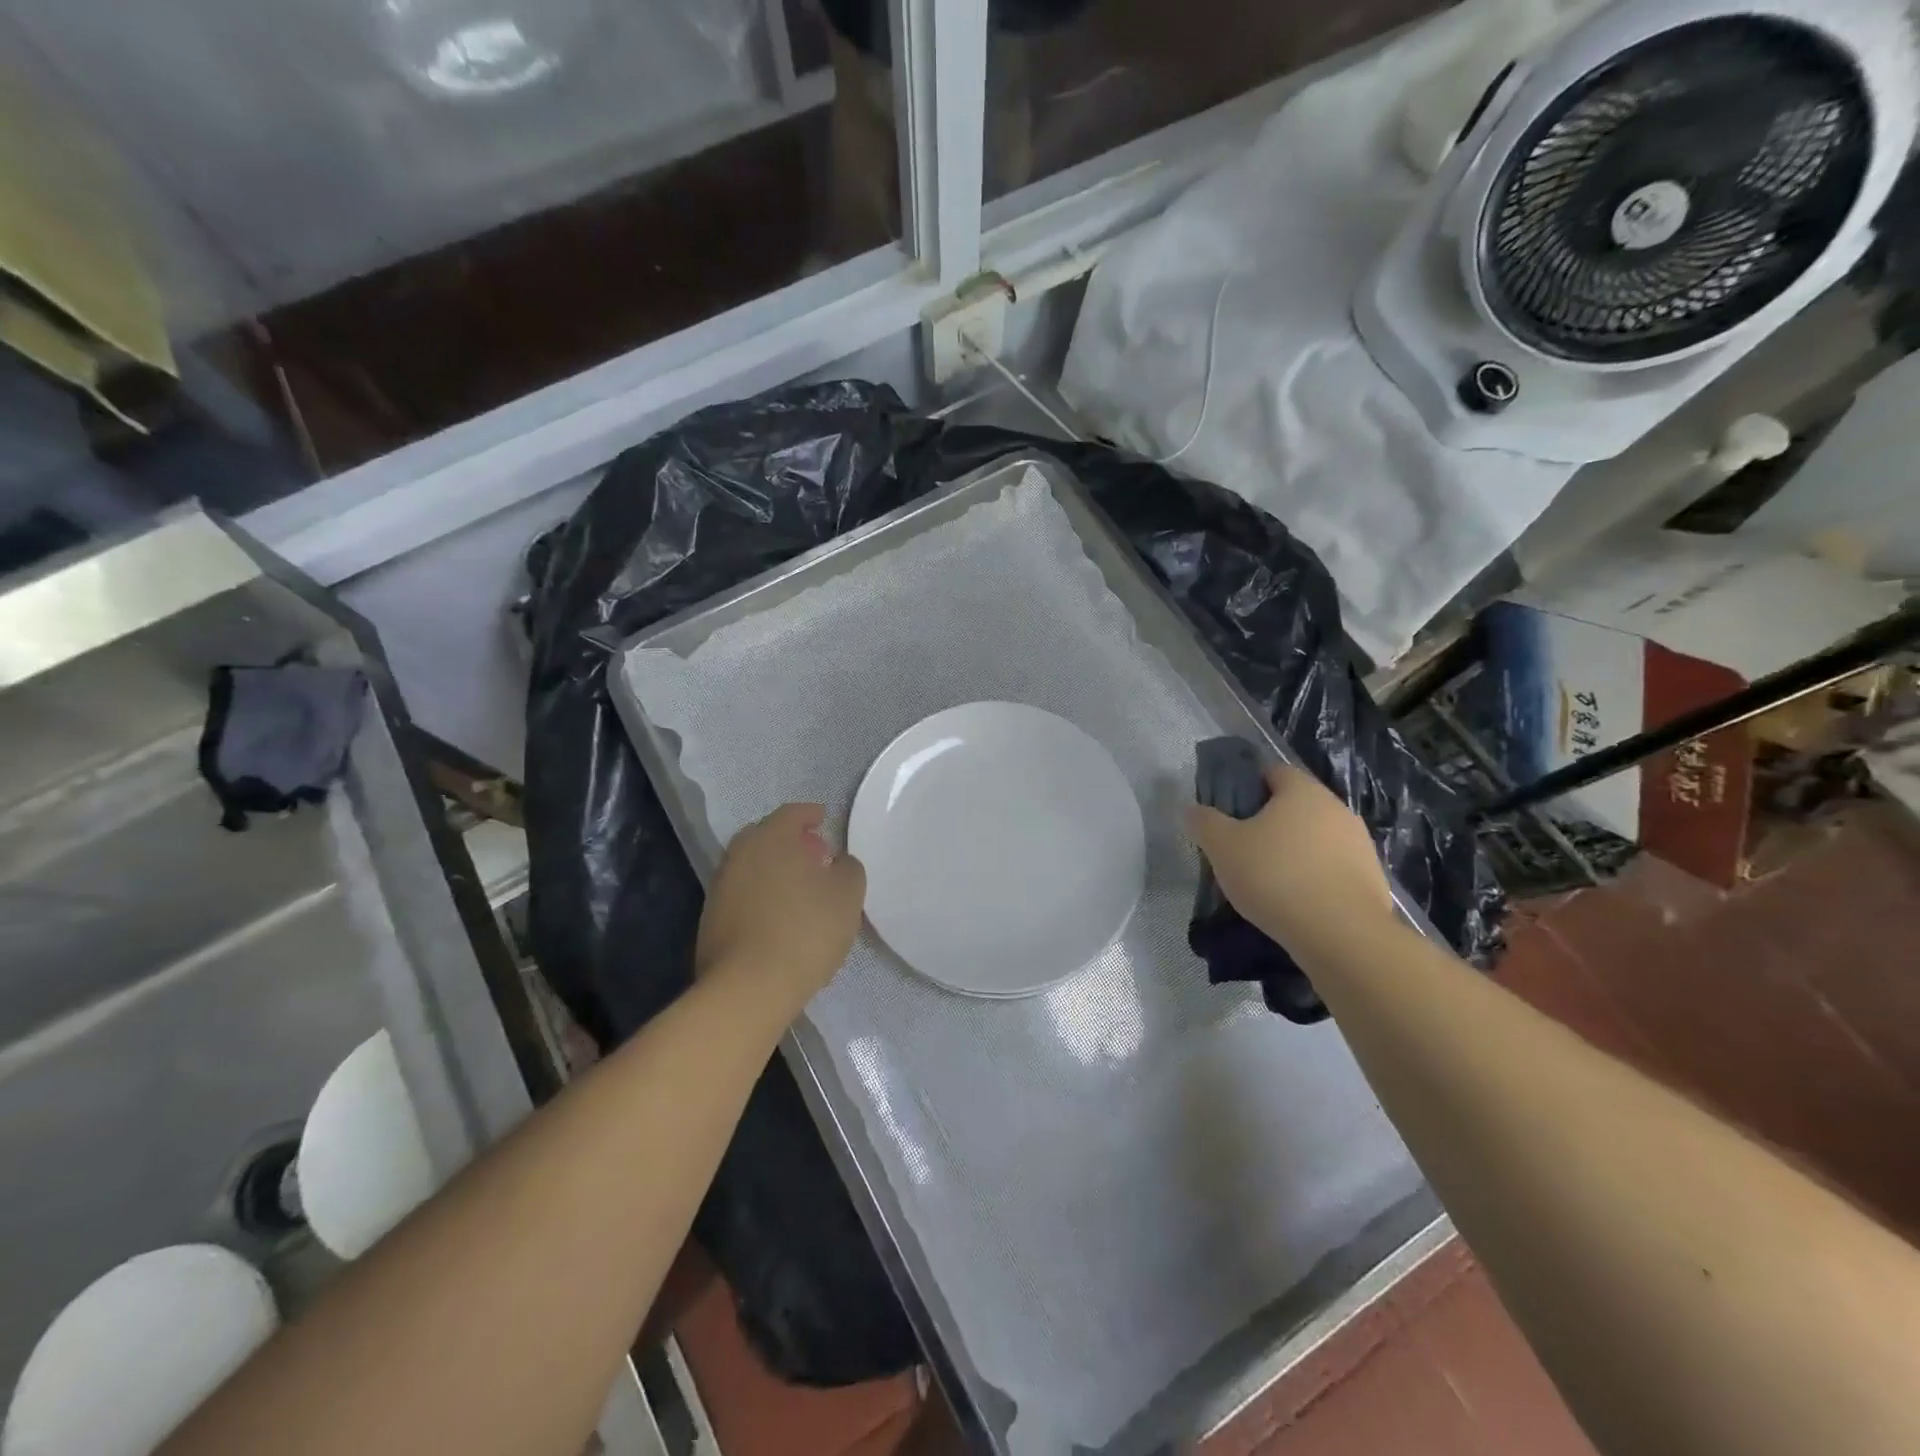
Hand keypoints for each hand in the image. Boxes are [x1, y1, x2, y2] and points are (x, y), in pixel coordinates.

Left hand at [695, 804, 866, 1014]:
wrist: (748, 988)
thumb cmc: (806, 929)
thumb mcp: (847, 894)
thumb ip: (848, 868)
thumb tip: (837, 862)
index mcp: (771, 838)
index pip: (791, 813)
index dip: (810, 814)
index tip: (824, 819)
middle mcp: (740, 855)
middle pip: (766, 837)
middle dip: (791, 842)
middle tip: (815, 856)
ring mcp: (720, 888)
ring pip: (752, 867)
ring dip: (775, 871)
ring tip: (800, 891)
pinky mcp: (711, 921)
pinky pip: (743, 896)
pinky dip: (762, 897)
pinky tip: (779, 918)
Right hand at [1184, 763, 1394, 961]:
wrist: (1342, 934)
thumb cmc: (1275, 876)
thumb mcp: (1222, 847)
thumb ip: (1203, 822)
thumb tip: (1191, 809)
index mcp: (1301, 790)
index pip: (1271, 771)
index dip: (1246, 786)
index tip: (1227, 811)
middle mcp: (1336, 808)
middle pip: (1294, 806)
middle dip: (1269, 822)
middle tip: (1241, 848)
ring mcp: (1359, 843)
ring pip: (1315, 838)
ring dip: (1293, 851)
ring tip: (1267, 880)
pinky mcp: (1371, 878)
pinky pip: (1332, 868)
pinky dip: (1313, 878)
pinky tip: (1295, 902)